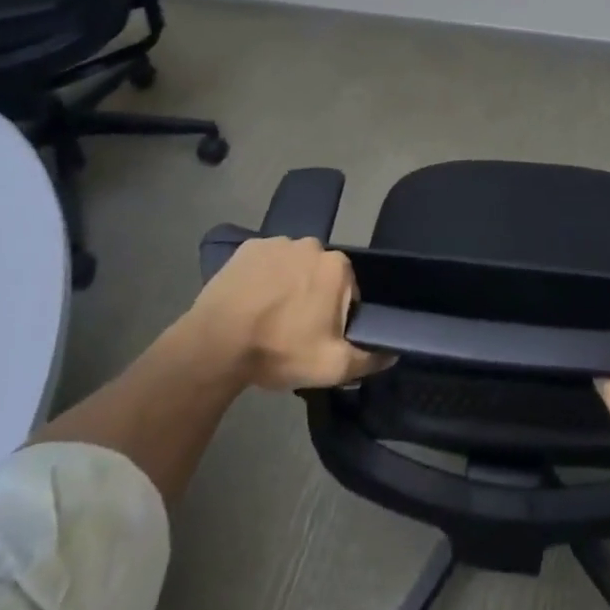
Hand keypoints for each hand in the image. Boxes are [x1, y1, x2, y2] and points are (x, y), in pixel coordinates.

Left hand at [184, 237, 389, 390]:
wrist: (216, 344)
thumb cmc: (280, 349)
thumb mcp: (332, 366)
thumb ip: (369, 358)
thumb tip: (392, 352)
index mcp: (336, 267)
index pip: (348, 291)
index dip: (337, 316)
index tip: (319, 337)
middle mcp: (311, 244)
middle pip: (320, 275)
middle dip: (313, 297)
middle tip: (293, 330)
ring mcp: (276, 242)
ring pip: (292, 266)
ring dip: (287, 285)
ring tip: (267, 318)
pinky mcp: (247, 248)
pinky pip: (265, 262)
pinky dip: (262, 278)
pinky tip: (250, 303)